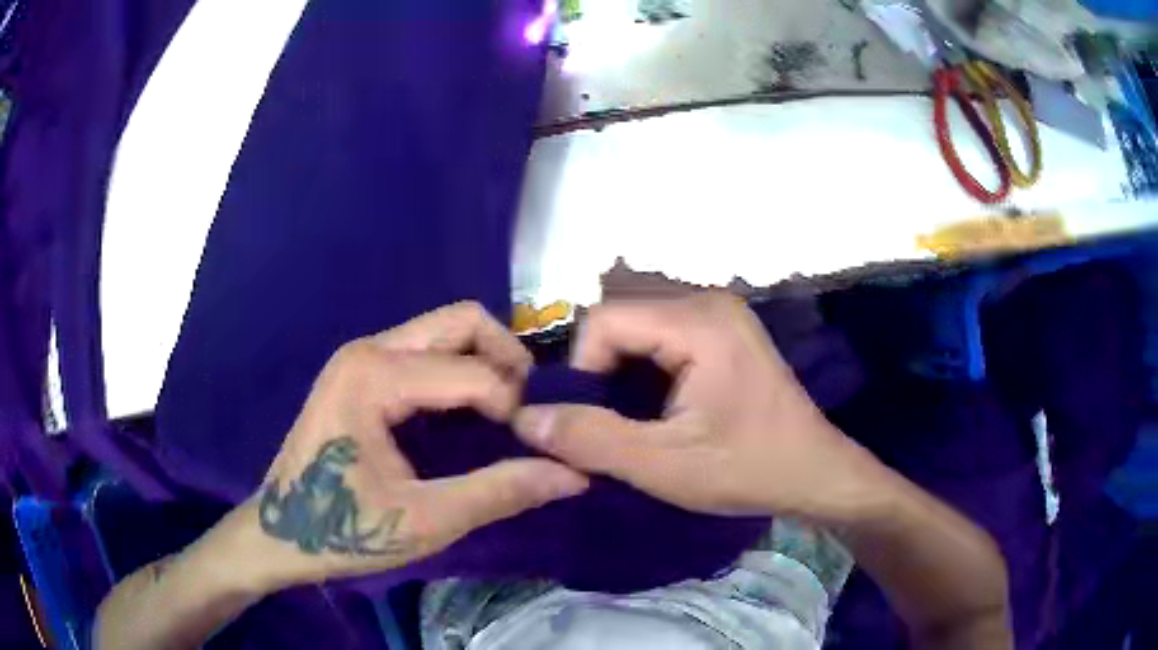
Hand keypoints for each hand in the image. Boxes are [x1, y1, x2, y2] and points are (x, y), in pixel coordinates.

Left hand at [247, 302, 588, 589]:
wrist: (280, 533)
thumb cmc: (342, 531)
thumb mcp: (425, 522)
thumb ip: (500, 493)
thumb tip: (575, 475)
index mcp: (375, 377)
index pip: (474, 373)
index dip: (515, 410)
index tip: (534, 453)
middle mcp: (369, 349)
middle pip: (462, 322)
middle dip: (508, 360)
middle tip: (528, 414)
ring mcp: (362, 356)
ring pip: (446, 331)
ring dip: (486, 364)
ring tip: (506, 415)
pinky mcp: (361, 371)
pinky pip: (428, 352)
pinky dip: (461, 373)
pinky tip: (470, 415)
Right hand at [513, 293, 872, 518]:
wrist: (815, 474)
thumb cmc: (747, 469)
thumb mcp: (664, 465)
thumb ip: (591, 440)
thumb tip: (524, 419)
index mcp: (698, 321)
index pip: (603, 321)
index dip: (581, 370)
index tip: (589, 421)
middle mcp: (707, 302)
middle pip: (620, 321)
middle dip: (600, 374)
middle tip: (605, 425)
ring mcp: (720, 315)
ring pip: (639, 331)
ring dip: (621, 375)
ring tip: (628, 421)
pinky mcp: (724, 333)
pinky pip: (663, 339)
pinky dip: (644, 373)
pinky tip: (655, 409)